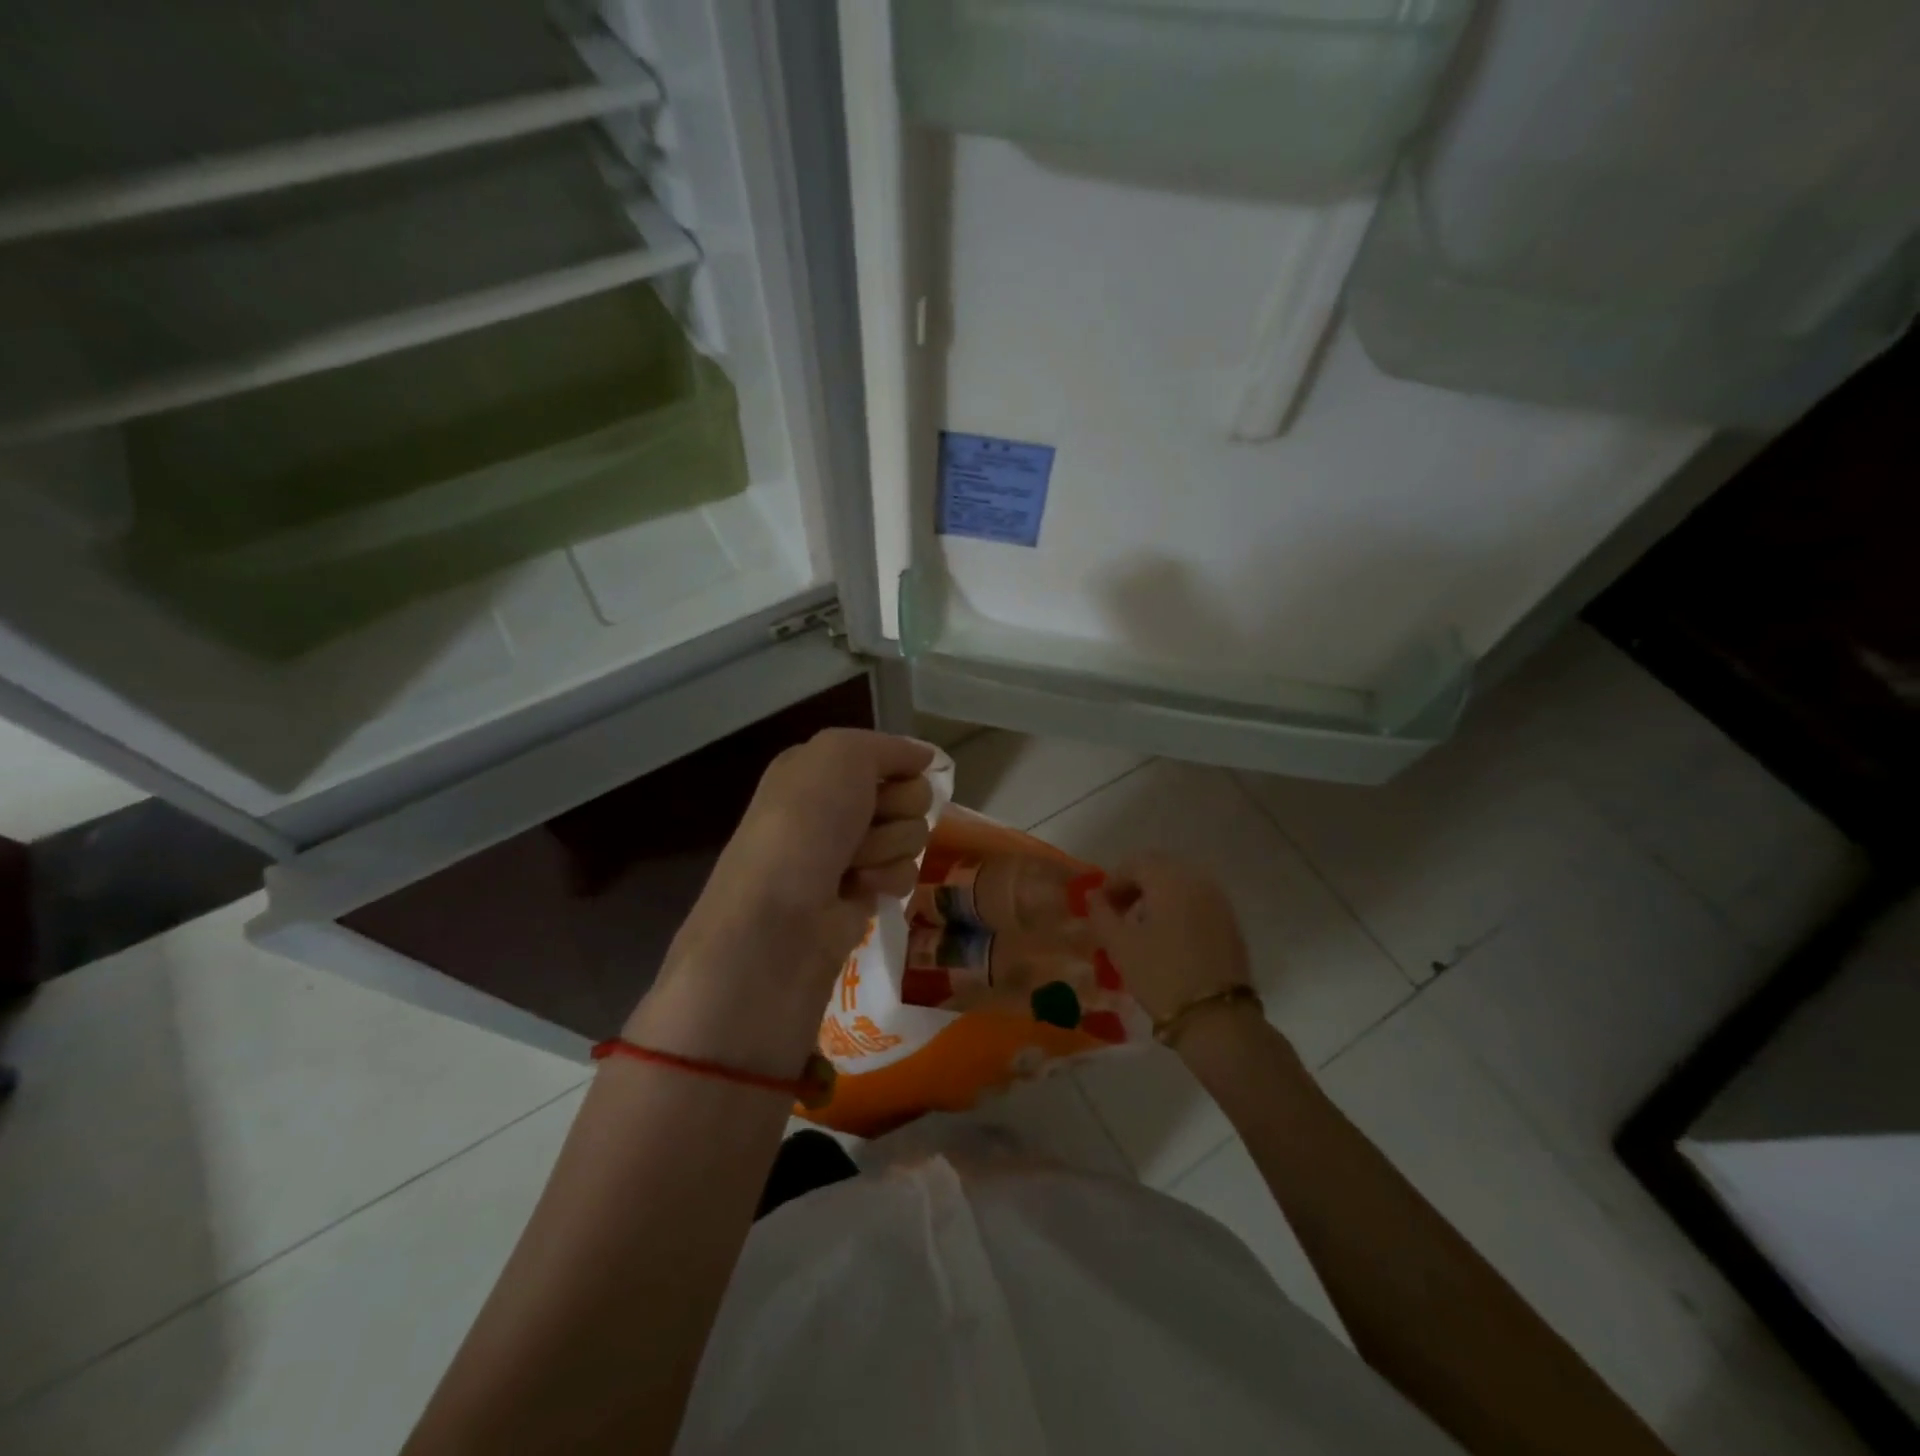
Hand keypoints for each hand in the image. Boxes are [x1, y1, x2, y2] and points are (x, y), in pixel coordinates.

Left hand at [627, 730, 934, 1072]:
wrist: (777, 916)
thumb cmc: (805, 823)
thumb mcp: (841, 754)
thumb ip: (890, 747)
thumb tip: (925, 757)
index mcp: (820, 768)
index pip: (890, 757)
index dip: (896, 770)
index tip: (883, 784)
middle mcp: (835, 806)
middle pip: (910, 795)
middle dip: (895, 810)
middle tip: (862, 826)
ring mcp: (849, 851)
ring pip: (912, 834)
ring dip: (888, 847)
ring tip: (852, 866)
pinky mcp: (862, 892)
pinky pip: (904, 873)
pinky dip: (887, 879)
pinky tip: (858, 889)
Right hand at [1087, 855, 1252, 1024]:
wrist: (1217, 1017)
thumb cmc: (1160, 974)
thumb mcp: (1120, 945)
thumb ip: (1101, 914)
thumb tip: (1094, 895)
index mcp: (1169, 879)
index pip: (1135, 864)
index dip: (1112, 882)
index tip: (1100, 907)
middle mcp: (1197, 880)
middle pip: (1159, 869)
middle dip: (1135, 886)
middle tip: (1118, 914)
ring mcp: (1219, 900)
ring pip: (1180, 884)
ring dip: (1156, 897)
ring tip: (1141, 929)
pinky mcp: (1230, 922)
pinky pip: (1197, 901)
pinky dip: (1177, 909)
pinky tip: (1167, 938)